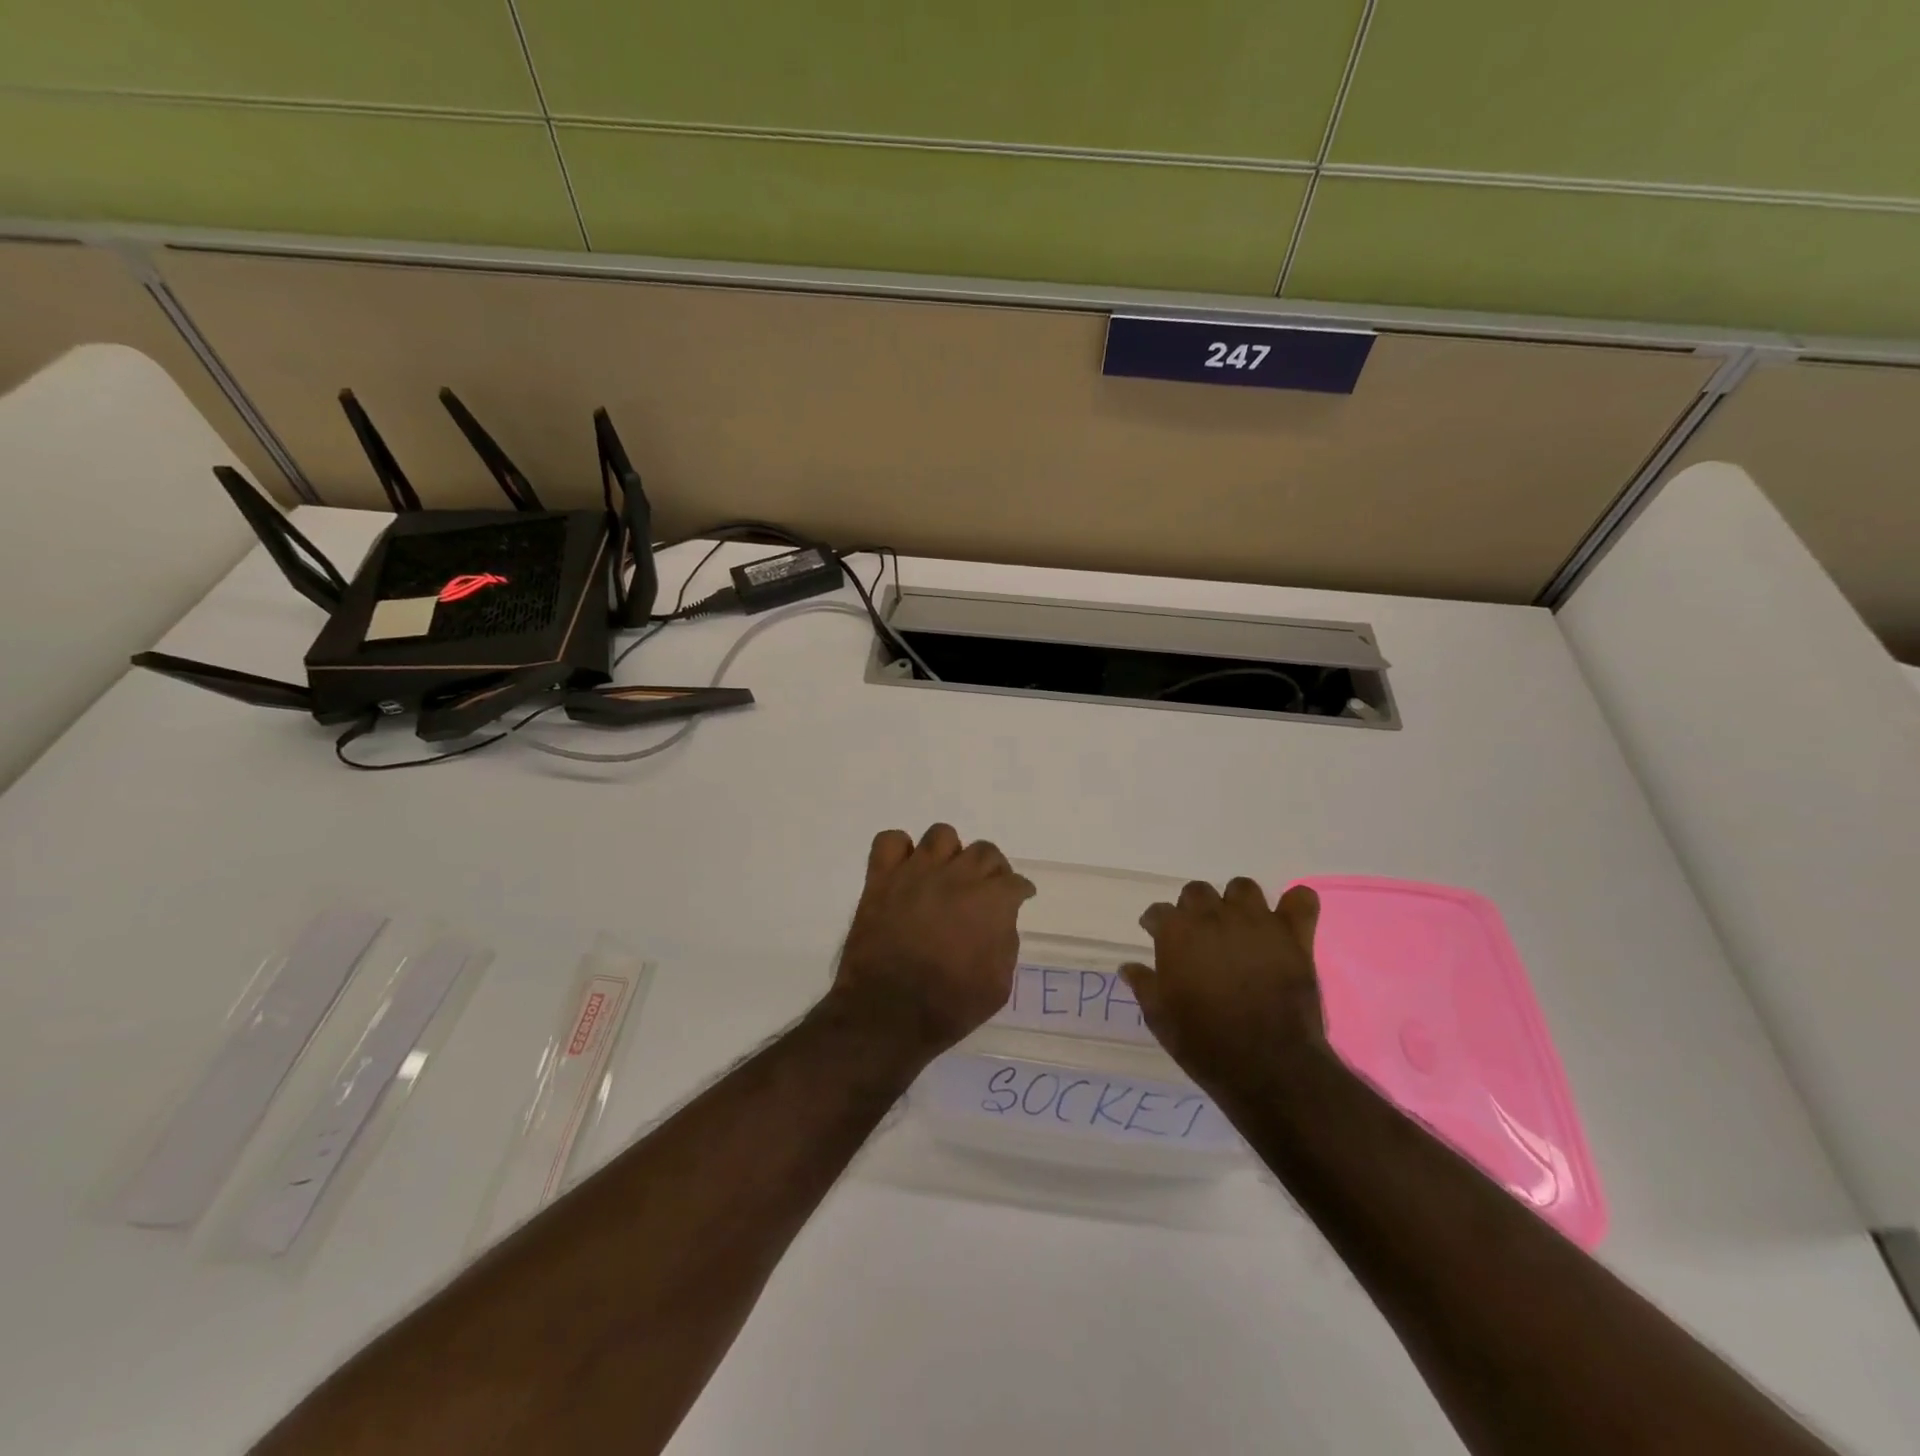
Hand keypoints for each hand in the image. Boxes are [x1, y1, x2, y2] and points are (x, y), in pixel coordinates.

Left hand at [829, 824, 1035, 1057]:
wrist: (888, 1013)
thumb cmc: (949, 1006)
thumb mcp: (998, 985)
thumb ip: (1005, 943)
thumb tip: (999, 921)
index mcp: (991, 901)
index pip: (1015, 882)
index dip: (1020, 891)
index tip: (1019, 897)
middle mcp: (957, 876)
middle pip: (984, 851)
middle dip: (991, 869)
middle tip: (984, 889)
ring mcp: (916, 872)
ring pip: (941, 835)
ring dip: (950, 853)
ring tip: (945, 874)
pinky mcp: (882, 878)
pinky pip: (891, 841)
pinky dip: (900, 850)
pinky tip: (906, 869)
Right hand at [1121, 879, 1327, 1098]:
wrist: (1268, 1065)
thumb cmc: (1205, 1042)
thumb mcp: (1161, 1018)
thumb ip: (1145, 985)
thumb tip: (1129, 967)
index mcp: (1176, 932)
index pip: (1158, 912)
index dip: (1156, 924)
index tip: (1156, 935)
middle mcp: (1213, 916)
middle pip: (1197, 891)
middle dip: (1193, 908)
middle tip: (1199, 935)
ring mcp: (1256, 922)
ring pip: (1243, 888)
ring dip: (1237, 903)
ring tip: (1239, 927)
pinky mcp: (1293, 935)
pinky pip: (1301, 900)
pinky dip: (1295, 905)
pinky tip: (1288, 921)